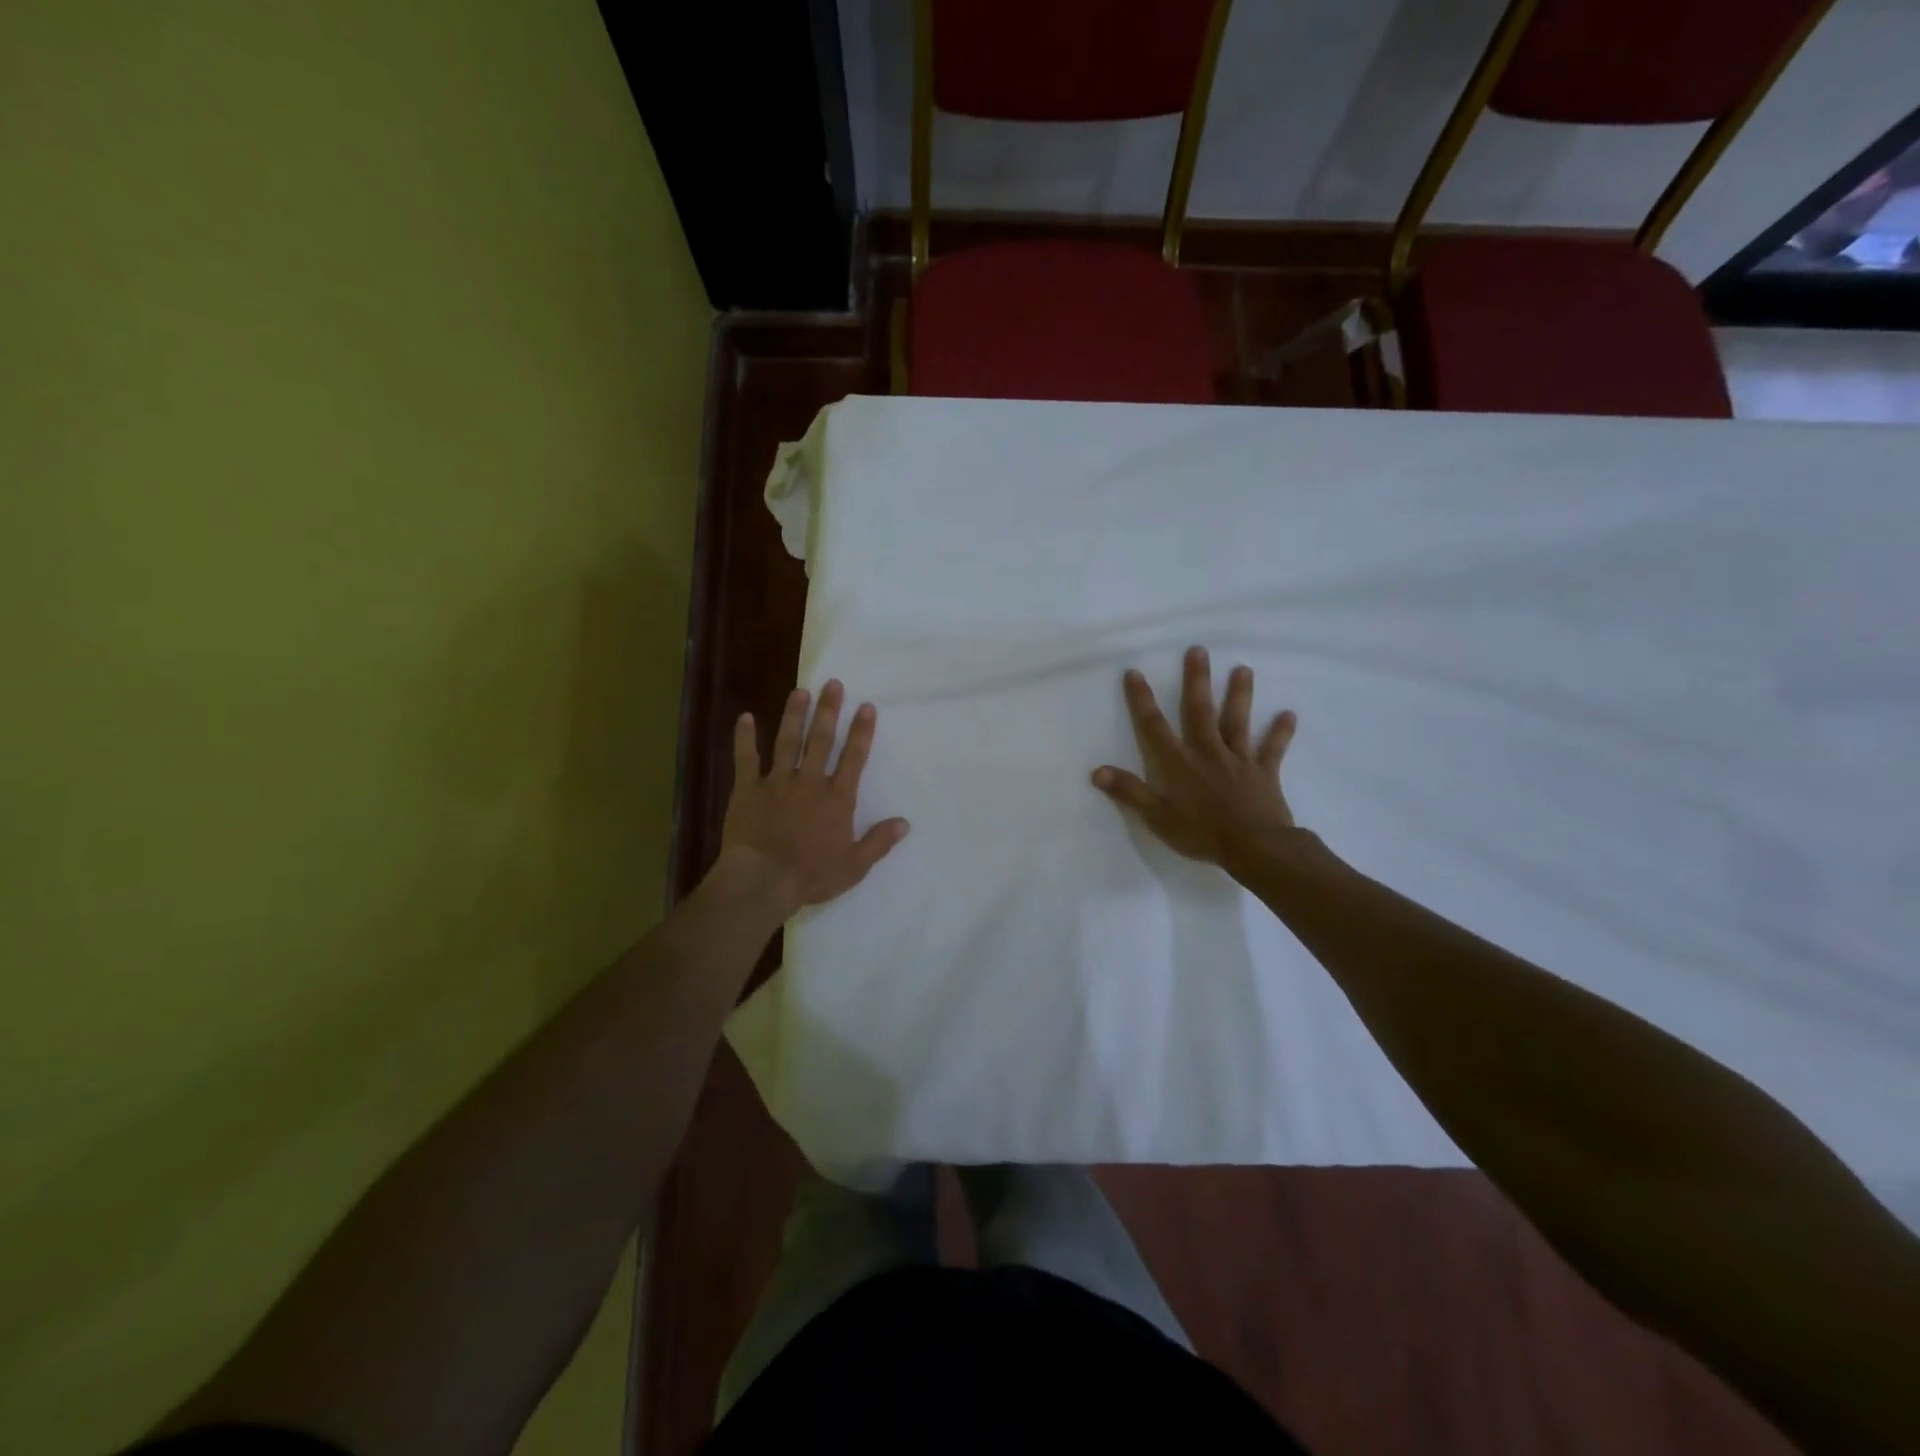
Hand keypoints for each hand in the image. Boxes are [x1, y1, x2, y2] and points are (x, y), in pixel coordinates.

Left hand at [719, 679, 909, 915]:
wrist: (762, 880)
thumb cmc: (810, 875)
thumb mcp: (853, 866)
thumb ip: (878, 842)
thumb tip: (904, 823)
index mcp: (836, 799)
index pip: (853, 758)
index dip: (861, 731)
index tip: (866, 706)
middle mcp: (809, 782)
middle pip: (821, 740)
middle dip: (828, 710)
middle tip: (832, 683)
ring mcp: (776, 782)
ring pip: (787, 742)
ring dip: (794, 715)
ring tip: (799, 690)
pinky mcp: (748, 790)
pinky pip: (746, 759)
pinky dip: (744, 738)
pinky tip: (745, 717)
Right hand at [1092, 646, 1297, 868]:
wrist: (1254, 847)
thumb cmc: (1202, 834)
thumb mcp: (1157, 817)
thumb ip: (1130, 792)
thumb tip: (1097, 771)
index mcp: (1179, 763)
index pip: (1154, 727)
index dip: (1142, 700)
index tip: (1134, 672)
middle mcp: (1208, 752)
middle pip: (1200, 711)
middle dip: (1197, 681)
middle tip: (1198, 650)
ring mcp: (1238, 759)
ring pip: (1237, 721)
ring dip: (1240, 695)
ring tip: (1243, 668)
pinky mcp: (1264, 772)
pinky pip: (1273, 749)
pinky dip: (1280, 732)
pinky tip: (1289, 714)